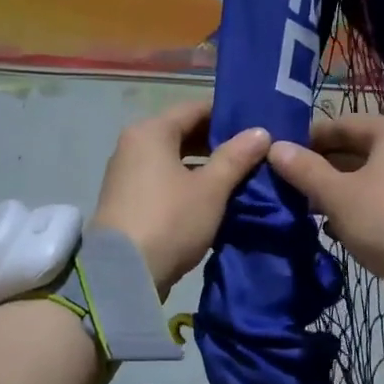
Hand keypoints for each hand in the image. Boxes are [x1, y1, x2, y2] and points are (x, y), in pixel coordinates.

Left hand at [91, 100, 270, 297]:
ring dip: (206, 166)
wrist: (123, 274)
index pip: (195, 108)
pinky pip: (165, 181)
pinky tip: (216, 198)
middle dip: (219, 142)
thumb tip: (261, 133)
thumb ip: (236, 157)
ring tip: (243, 176)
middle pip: (183, 132)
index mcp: (151, 131)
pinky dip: (189, 184)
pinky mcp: (129, 201)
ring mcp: (128, 174)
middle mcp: (134, 145)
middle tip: (256, 152)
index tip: (258, 124)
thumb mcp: (211, 189)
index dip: (228, 114)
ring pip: (175, 159)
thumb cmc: (170, 220)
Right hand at [266, 115, 383, 298]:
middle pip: (354, 151)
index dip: (307, 139)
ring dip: (334, 192)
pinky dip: (354, 210)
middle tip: (286, 185)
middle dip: (320, 168)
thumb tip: (274, 147)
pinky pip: (377, 201)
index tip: (278, 157)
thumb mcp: (337, 194)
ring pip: (364, 179)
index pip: (340, 124)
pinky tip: (330, 228)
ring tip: (303, 208)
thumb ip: (304, 169)